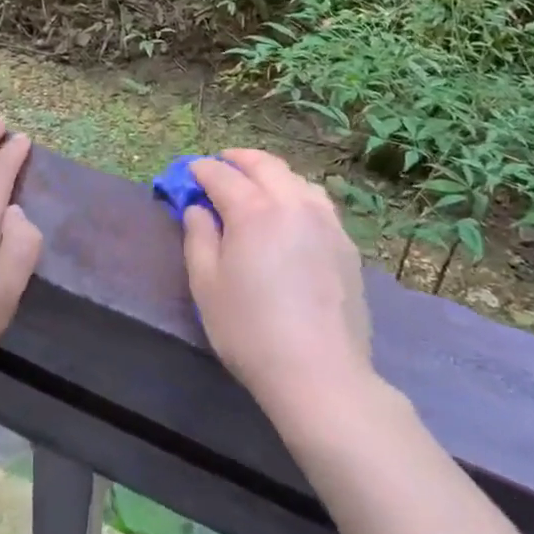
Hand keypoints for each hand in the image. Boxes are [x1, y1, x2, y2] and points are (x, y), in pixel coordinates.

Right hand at [184, 149, 373, 425]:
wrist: (319, 373)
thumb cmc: (250, 331)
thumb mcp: (206, 285)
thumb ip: (198, 237)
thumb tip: (198, 209)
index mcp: (254, 210)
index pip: (221, 175)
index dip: (201, 170)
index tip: (188, 173)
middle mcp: (292, 203)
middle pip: (264, 165)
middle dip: (237, 159)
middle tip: (220, 165)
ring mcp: (325, 221)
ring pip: (295, 179)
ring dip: (270, 174)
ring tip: (255, 185)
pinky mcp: (345, 244)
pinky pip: (317, 203)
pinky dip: (296, 194)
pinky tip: (289, 213)